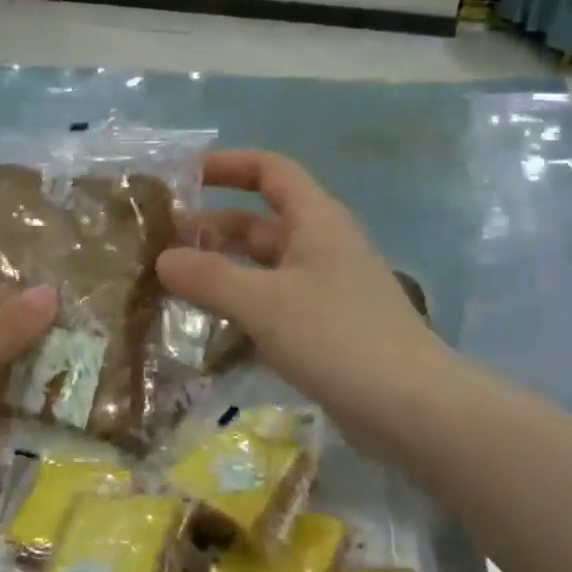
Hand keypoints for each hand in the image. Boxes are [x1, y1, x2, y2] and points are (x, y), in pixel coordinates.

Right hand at [157, 151, 449, 458]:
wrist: (409, 406)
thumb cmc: (336, 337)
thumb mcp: (263, 302)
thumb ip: (210, 278)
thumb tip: (164, 259)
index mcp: (317, 221)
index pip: (271, 172)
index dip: (229, 166)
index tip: (184, 177)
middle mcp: (324, 247)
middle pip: (262, 223)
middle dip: (214, 229)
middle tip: (163, 246)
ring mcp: (328, 290)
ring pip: (266, 268)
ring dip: (225, 272)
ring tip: (175, 287)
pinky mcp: (328, 329)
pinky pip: (276, 305)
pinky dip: (244, 308)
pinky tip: (212, 330)